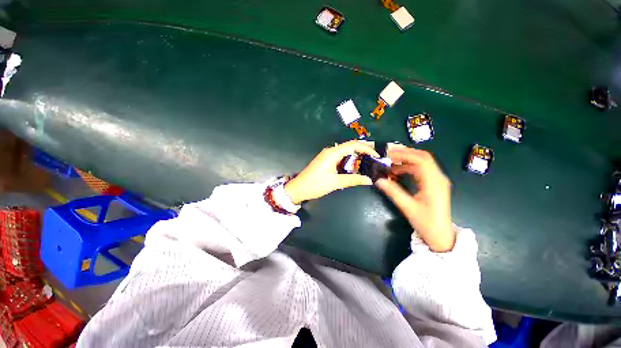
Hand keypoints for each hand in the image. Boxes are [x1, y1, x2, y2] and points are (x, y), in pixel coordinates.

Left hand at [285, 141, 379, 203]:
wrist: (299, 188)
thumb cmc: (315, 185)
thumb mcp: (335, 183)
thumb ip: (353, 179)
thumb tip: (369, 180)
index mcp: (332, 153)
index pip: (353, 145)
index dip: (366, 148)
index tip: (376, 155)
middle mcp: (330, 151)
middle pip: (350, 146)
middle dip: (363, 150)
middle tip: (374, 159)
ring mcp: (327, 155)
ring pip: (345, 151)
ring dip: (357, 156)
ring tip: (368, 163)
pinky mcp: (326, 160)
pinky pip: (340, 156)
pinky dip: (349, 160)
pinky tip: (355, 167)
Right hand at [376, 147, 454, 251]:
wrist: (440, 235)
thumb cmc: (426, 222)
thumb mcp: (407, 207)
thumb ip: (393, 192)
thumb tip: (378, 180)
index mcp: (434, 182)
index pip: (420, 160)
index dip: (404, 154)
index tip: (389, 155)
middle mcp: (438, 178)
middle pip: (423, 157)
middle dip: (405, 153)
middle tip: (389, 155)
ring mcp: (437, 180)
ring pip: (422, 163)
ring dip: (407, 160)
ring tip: (391, 163)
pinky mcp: (434, 184)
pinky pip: (422, 170)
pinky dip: (409, 167)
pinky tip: (398, 172)